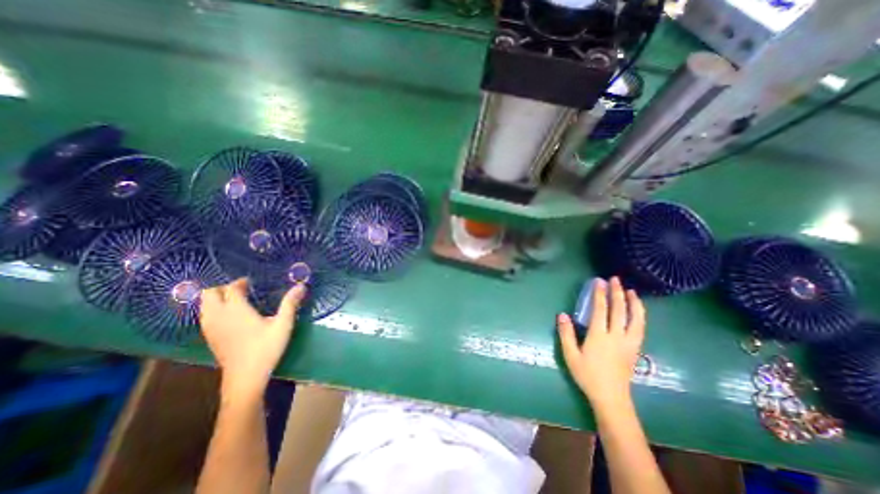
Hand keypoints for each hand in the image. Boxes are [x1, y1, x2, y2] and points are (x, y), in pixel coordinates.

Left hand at [200, 279, 306, 397]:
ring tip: (237, 301)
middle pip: (210, 294)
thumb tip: (301, 285)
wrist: (245, 378)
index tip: (251, 282)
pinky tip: (231, 317)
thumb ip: (290, 303)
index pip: (231, 289)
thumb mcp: (283, 324)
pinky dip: (214, 310)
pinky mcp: (210, 338)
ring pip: (204, 305)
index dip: (240, 283)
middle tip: (243, 290)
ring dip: (217, 299)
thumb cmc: (266, 348)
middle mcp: (218, 316)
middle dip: (224, 288)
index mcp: (236, 310)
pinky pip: (206, 316)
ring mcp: (210, 328)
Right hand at [557, 275, 644, 411]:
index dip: (599, 294)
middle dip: (617, 293)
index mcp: (599, 336)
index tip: (599, 281)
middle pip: (619, 310)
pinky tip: (638, 311)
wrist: (611, 397)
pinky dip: (640, 316)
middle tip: (615, 279)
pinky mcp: (635, 349)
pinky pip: (640, 328)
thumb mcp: (570, 355)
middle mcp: (616, 336)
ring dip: (633, 303)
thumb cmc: (587, 375)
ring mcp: (629, 343)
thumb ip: (566, 334)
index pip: (600, 310)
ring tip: (631, 291)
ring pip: (635, 319)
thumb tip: (562, 314)